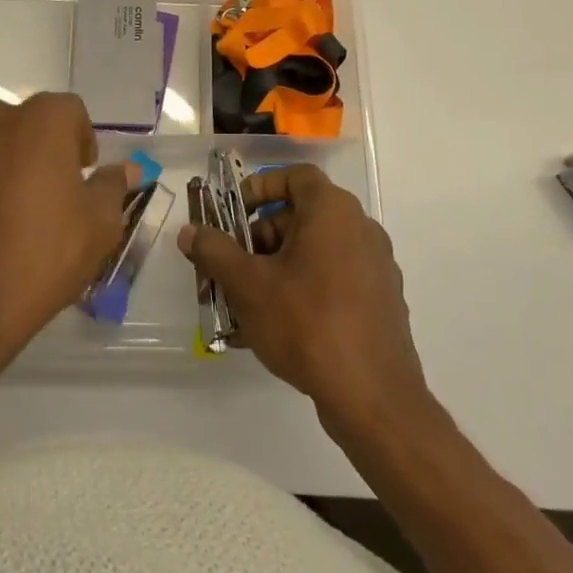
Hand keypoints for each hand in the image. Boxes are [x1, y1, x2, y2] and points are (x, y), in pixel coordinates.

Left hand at [0, 93, 133, 356]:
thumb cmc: (43, 256)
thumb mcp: (99, 226)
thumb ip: (113, 186)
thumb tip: (128, 170)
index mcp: (40, 122)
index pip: (70, 110)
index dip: (80, 138)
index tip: (82, 173)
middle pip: (23, 122)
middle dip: (37, 146)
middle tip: (45, 190)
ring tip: (3, 208)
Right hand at [178, 164, 427, 429]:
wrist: (374, 396)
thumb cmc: (307, 324)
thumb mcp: (248, 285)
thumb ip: (215, 252)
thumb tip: (189, 232)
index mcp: (333, 211)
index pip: (295, 176)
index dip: (262, 187)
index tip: (236, 212)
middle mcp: (361, 228)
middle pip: (304, 214)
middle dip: (264, 234)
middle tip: (236, 264)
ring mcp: (377, 265)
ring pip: (319, 249)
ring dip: (282, 263)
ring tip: (252, 298)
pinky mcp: (383, 300)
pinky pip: (337, 277)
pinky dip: (308, 286)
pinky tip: (284, 323)